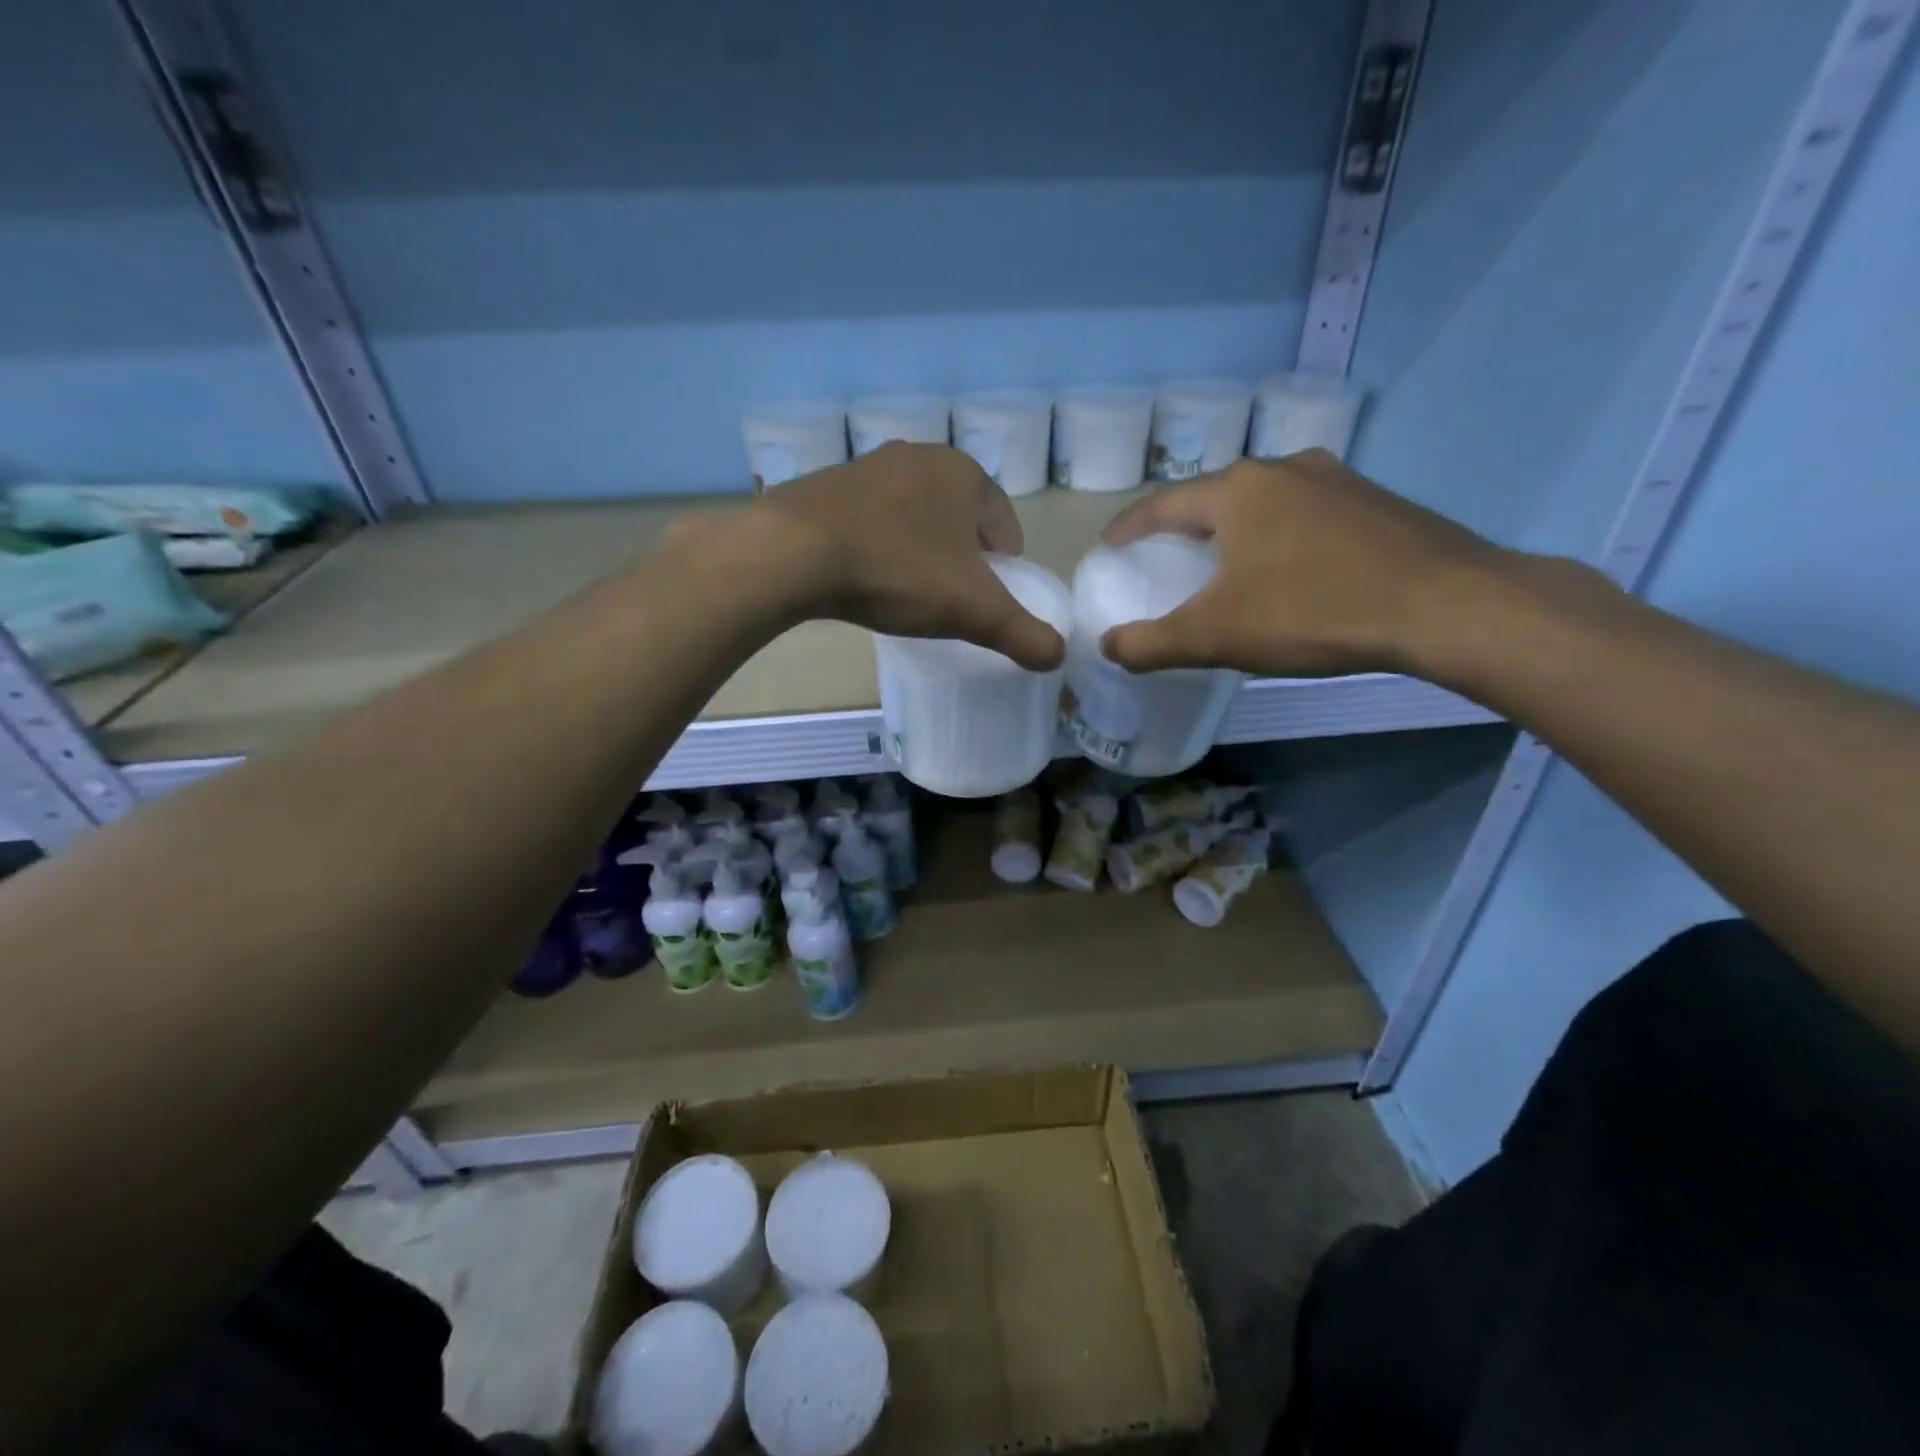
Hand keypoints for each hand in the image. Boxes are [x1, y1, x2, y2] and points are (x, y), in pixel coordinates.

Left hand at [745, 442, 1065, 669]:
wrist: (796, 553)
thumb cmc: (899, 571)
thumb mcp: (973, 610)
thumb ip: (1022, 633)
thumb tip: (1057, 656)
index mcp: (964, 474)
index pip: (1003, 522)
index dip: (1005, 564)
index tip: (993, 597)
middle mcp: (919, 456)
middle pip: (958, 516)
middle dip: (962, 555)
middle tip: (952, 598)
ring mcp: (868, 467)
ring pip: (913, 515)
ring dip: (920, 548)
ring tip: (909, 590)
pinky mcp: (826, 486)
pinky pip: (870, 519)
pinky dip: (879, 544)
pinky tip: (866, 575)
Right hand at [1099, 450, 1509, 678]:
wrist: (1445, 605)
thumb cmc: (1312, 611)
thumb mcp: (1216, 636)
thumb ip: (1152, 644)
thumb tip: (1107, 647)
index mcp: (1238, 491)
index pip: (1164, 503)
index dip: (1130, 527)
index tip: (1109, 546)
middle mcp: (1285, 469)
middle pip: (1215, 496)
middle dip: (1184, 524)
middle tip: (1166, 555)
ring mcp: (1338, 480)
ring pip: (1266, 501)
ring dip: (1236, 528)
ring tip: (1226, 559)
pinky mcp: (1377, 502)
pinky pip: (1307, 513)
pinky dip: (1281, 535)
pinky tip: (1291, 566)